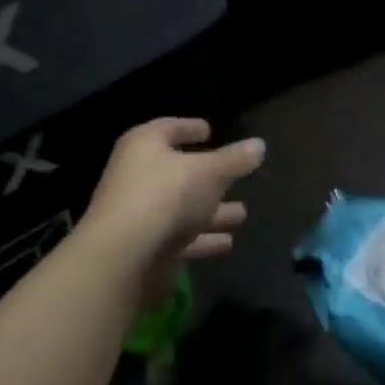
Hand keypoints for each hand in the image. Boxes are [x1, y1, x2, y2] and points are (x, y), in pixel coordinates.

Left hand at [79, 119, 265, 302]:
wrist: (125, 257)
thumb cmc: (166, 196)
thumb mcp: (209, 172)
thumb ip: (235, 160)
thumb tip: (259, 145)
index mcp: (144, 146)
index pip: (169, 128)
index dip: (189, 127)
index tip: (209, 130)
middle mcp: (137, 176)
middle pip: (177, 172)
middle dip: (208, 177)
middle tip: (234, 176)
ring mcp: (140, 214)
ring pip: (182, 208)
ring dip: (211, 212)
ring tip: (242, 213)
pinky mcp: (145, 247)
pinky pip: (180, 238)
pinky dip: (202, 239)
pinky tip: (228, 243)